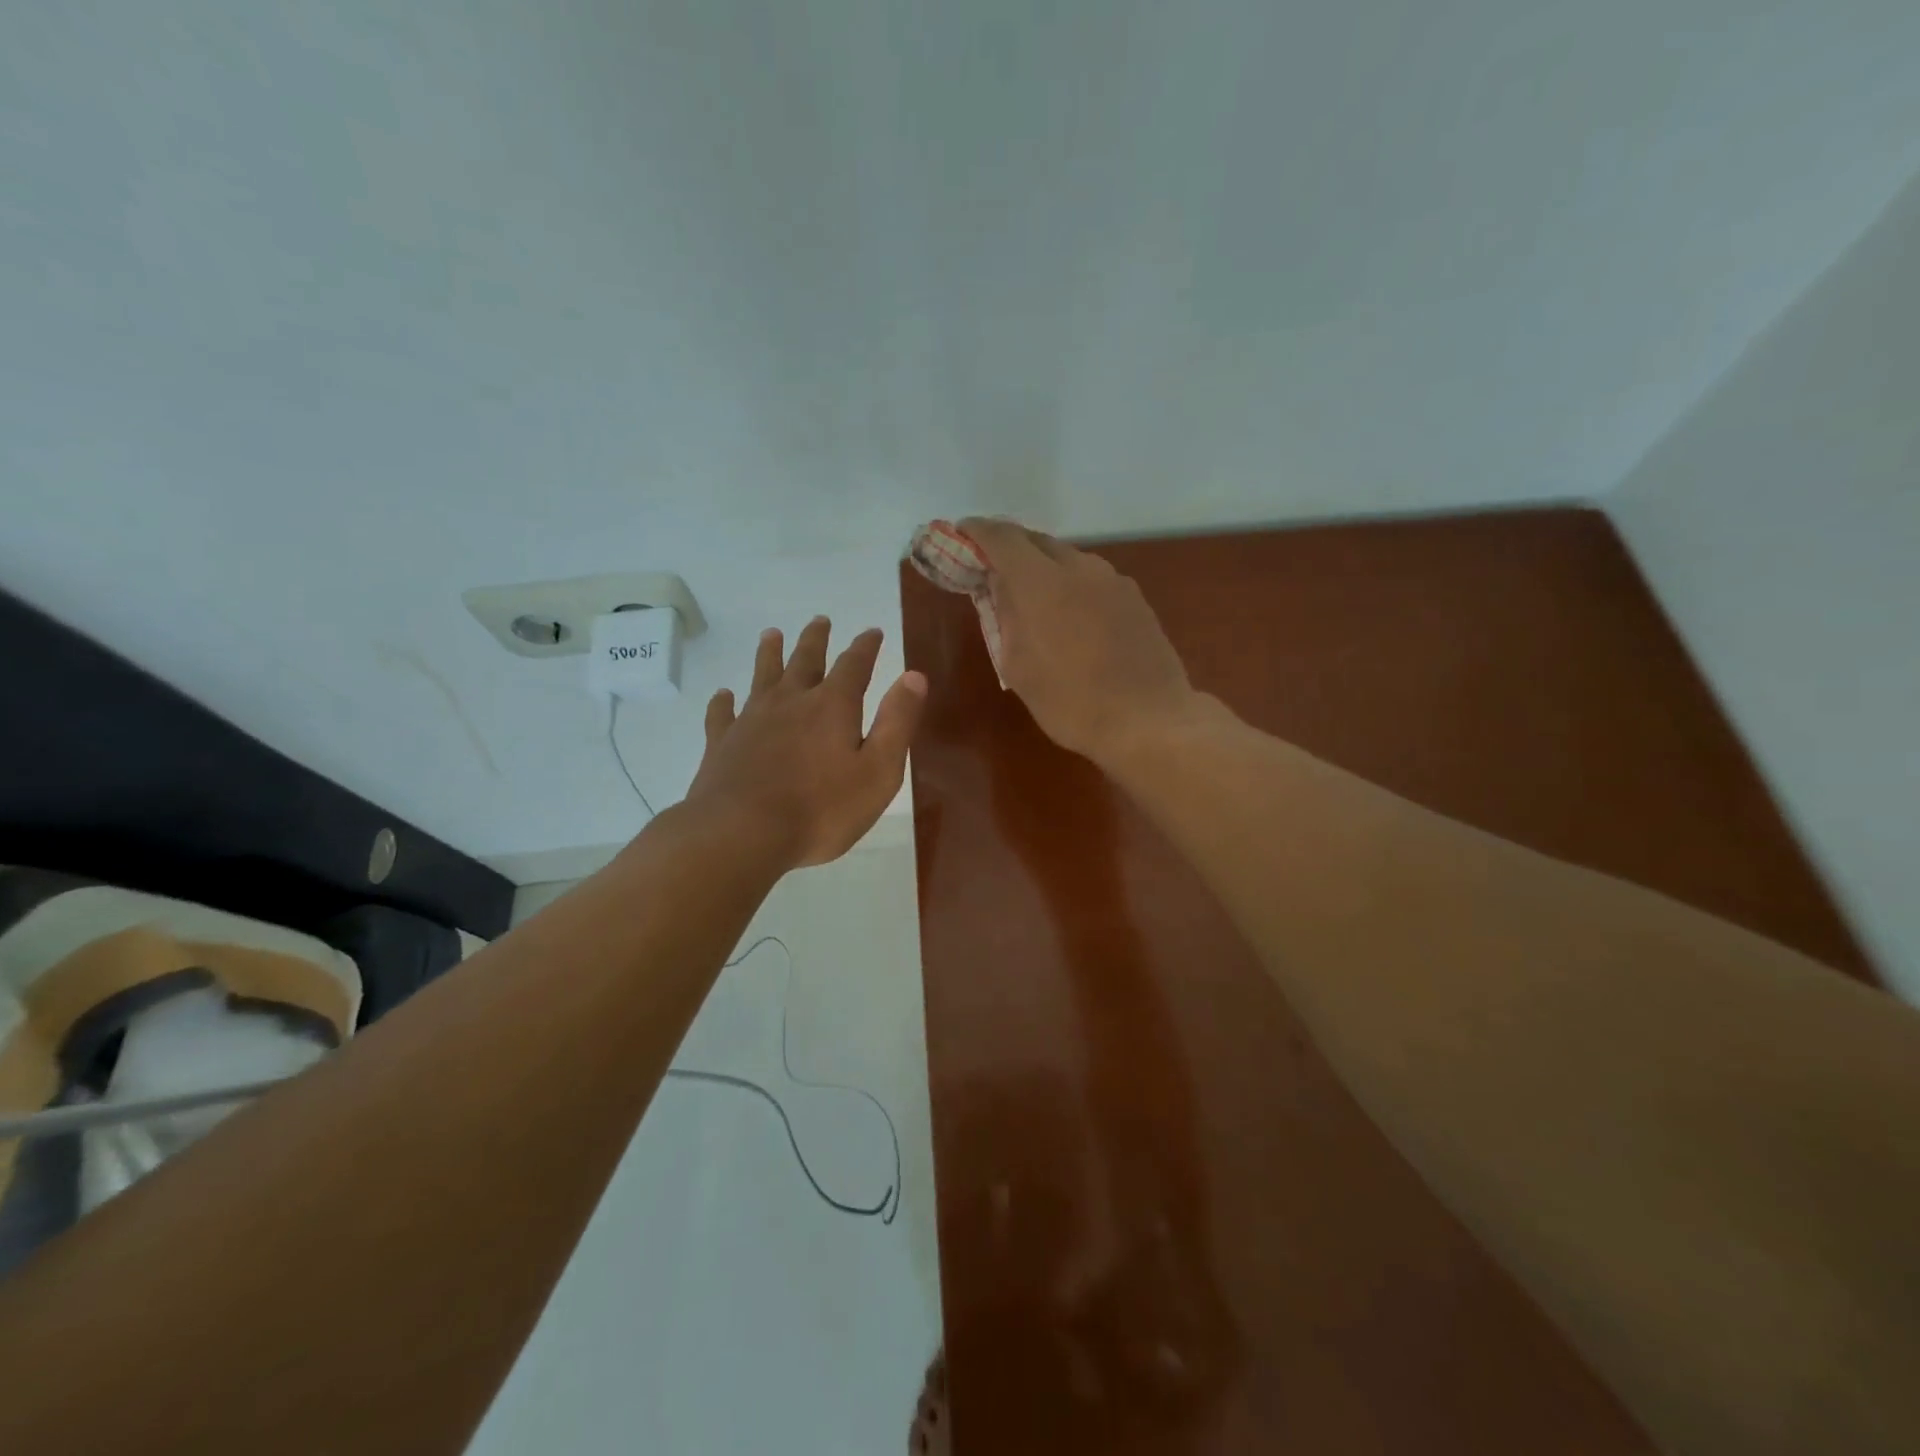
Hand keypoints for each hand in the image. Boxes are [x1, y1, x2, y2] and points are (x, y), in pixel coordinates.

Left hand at [684, 617, 926, 867]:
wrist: (742, 833)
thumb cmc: (821, 809)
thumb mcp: (878, 771)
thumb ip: (897, 722)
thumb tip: (914, 676)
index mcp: (832, 706)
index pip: (854, 665)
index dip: (865, 647)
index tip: (872, 632)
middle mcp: (791, 701)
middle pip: (804, 660)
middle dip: (816, 640)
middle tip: (820, 621)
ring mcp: (751, 720)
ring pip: (762, 676)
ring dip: (769, 653)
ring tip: (771, 635)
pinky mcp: (722, 742)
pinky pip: (722, 713)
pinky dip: (724, 701)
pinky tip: (724, 695)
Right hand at [960, 518, 1197, 766]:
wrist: (1149, 720)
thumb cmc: (1071, 702)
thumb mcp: (1018, 667)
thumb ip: (1004, 618)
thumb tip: (999, 588)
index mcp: (1041, 582)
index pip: (1002, 537)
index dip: (977, 531)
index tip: (961, 535)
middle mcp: (1079, 568)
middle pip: (1036, 541)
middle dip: (1009, 548)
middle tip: (991, 569)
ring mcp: (1113, 580)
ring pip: (1067, 558)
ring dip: (1042, 567)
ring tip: (1030, 596)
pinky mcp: (1134, 598)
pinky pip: (1091, 578)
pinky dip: (1070, 584)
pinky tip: (1068, 614)